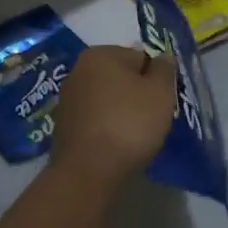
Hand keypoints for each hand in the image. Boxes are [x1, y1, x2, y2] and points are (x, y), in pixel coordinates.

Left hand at [49, 46, 177, 188]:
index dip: (156, 79)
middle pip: (122, 77)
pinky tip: (115, 145)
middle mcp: (78, 70)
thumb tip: (163, 58)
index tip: (161, 101)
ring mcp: (67, 99)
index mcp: (100, 54)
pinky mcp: (63, 126)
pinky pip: (95, 119)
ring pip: (107, 99)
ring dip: (121, 111)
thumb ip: (165, 69)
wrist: (88, 172)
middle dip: (137, 94)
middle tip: (151, 119)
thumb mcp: (160, 92)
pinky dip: (106, 127)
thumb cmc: (128, 124)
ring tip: (134, 136)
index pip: (140, 57)